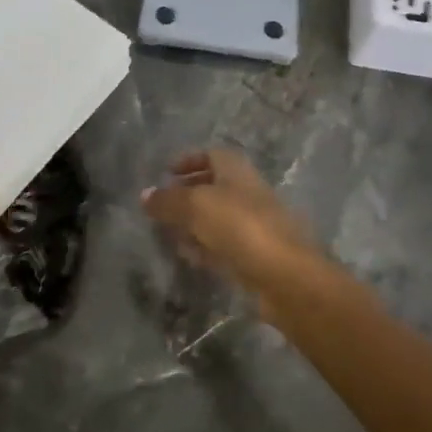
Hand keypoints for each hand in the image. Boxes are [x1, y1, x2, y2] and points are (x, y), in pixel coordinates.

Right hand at [141, 148, 324, 305]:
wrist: (286, 277)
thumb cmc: (241, 228)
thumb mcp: (196, 207)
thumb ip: (168, 200)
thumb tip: (145, 195)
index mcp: (238, 172)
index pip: (213, 154)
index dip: (189, 159)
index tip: (166, 172)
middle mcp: (248, 193)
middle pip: (215, 186)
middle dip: (188, 193)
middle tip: (162, 206)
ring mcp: (255, 226)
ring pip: (219, 218)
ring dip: (195, 223)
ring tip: (169, 233)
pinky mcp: (257, 257)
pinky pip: (225, 246)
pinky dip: (206, 247)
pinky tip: (190, 257)